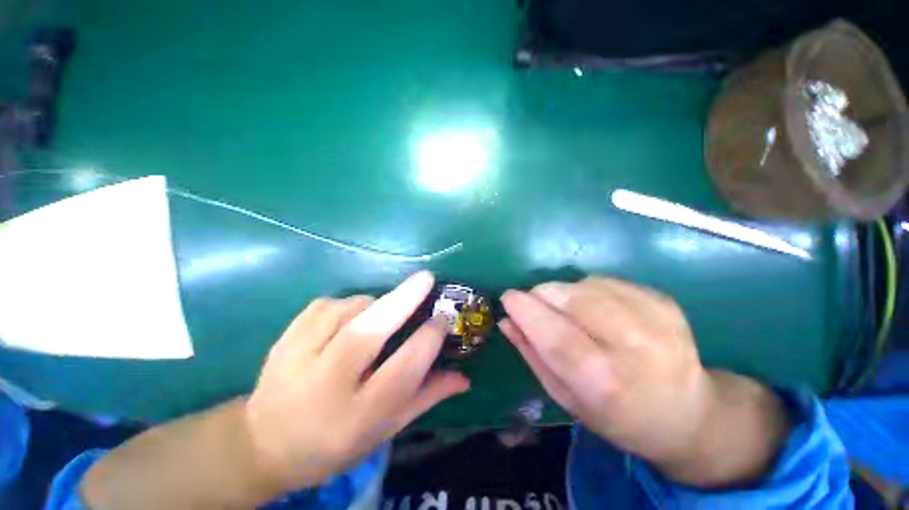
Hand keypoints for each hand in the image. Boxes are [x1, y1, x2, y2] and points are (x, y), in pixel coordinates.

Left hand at [246, 271, 469, 488]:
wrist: (264, 443)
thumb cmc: (335, 442)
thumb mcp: (385, 429)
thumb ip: (426, 397)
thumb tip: (465, 376)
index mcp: (358, 415)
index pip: (403, 371)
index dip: (428, 340)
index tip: (443, 319)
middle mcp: (326, 385)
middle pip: (367, 333)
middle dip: (402, 301)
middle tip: (426, 279)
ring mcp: (298, 358)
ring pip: (347, 311)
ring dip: (374, 303)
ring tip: (383, 311)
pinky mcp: (285, 338)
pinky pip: (327, 305)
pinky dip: (348, 303)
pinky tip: (350, 316)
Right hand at [500, 277, 788, 487]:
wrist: (689, 414)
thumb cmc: (617, 416)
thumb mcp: (566, 397)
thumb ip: (532, 355)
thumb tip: (506, 320)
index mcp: (606, 383)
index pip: (556, 336)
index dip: (526, 311)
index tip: (508, 296)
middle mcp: (636, 347)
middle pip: (572, 299)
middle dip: (542, 294)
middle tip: (535, 304)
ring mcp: (656, 319)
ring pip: (586, 285)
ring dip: (563, 292)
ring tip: (567, 311)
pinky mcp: (663, 301)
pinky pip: (605, 281)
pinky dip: (586, 289)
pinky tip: (594, 309)